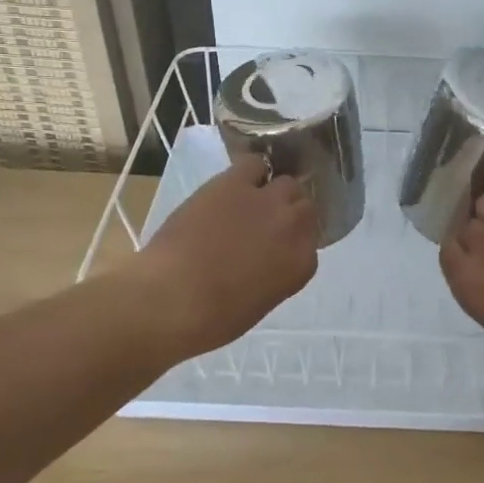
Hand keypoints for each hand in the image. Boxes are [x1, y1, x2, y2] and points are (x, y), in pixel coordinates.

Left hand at [134, 154, 319, 359]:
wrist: (172, 299)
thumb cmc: (212, 318)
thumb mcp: (259, 302)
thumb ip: (274, 274)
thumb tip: (266, 259)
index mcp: (300, 264)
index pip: (311, 241)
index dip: (293, 240)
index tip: (277, 246)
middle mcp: (293, 227)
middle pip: (304, 206)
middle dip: (288, 213)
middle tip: (265, 223)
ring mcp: (266, 201)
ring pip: (287, 183)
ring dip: (274, 191)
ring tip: (251, 201)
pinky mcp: (235, 183)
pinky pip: (254, 164)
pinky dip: (249, 172)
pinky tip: (235, 184)